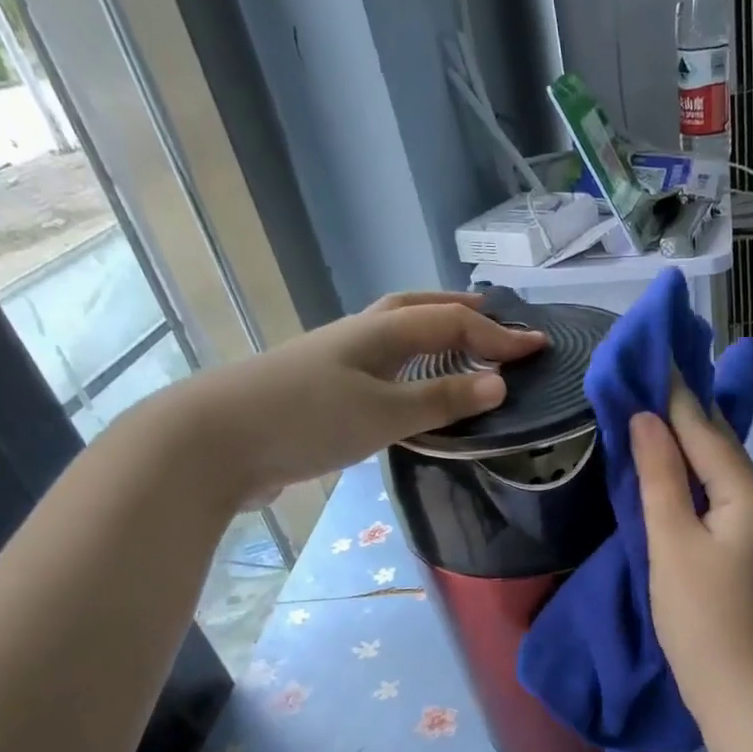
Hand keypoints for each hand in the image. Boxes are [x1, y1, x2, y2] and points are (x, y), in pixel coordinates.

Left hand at [159, 292, 544, 501]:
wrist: (213, 442)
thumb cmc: (305, 420)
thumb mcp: (383, 413)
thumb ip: (441, 399)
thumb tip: (499, 383)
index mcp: (380, 333)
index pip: (453, 324)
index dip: (499, 337)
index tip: (539, 348)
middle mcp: (360, 336)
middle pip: (418, 309)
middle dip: (460, 312)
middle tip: (494, 319)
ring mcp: (337, 360)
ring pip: (396, 334)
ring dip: (433, 333)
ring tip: (460, 346)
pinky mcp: (323, 389)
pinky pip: (382, 365)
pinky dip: (410, 365)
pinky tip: (411, 388)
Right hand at [631, 384, 752, 719]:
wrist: (740, 691)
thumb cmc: (700, 617)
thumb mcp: (672, 542)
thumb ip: (660, 477)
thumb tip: (649, 418)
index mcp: (748, 495)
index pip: (706, 432)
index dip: (676, 396)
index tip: (654, 357)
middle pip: (720, 448)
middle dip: (686, 414)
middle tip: (653, 377)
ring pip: (720, 475)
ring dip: (690, 446)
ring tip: (658, 414)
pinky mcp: (749, 552)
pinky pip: (720, 500)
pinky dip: (695, 480)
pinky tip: (677, 473)